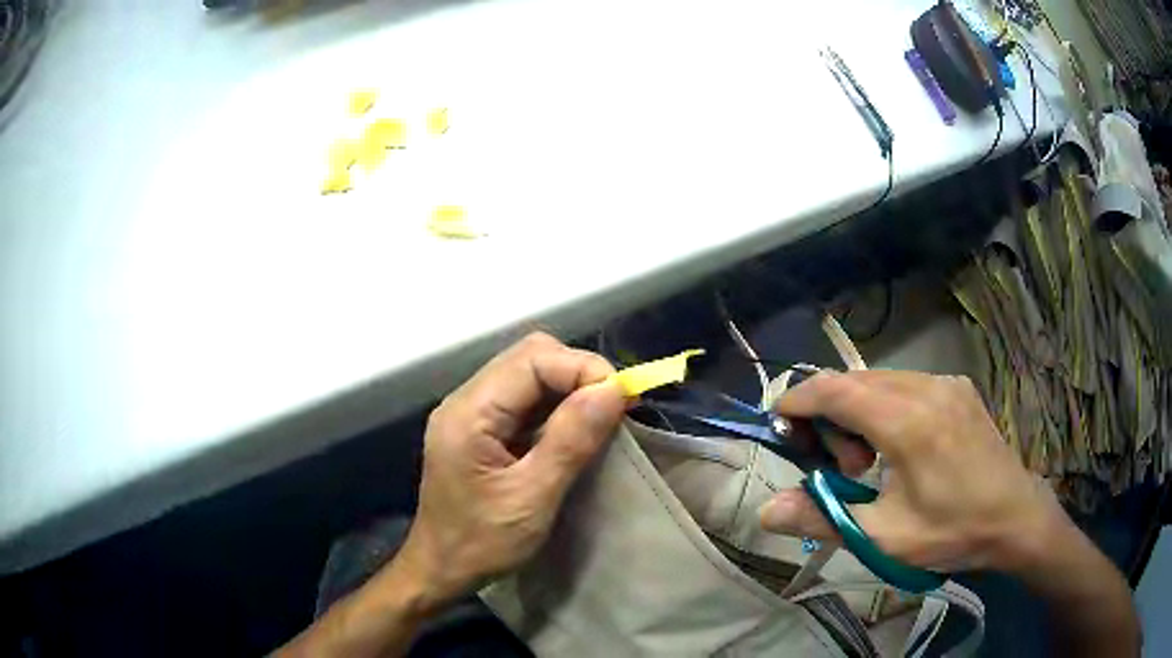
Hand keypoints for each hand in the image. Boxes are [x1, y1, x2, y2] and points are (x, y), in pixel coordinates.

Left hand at [396, 332, 625, 610]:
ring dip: (568, 389)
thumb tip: (614, 390)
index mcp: (470, 412)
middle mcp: (466, 400)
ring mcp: (471, 412)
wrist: (440, 569)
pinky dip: (555, 406)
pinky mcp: (480, 428)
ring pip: (528, 374)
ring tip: (599, 419)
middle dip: (577, 374)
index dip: (582, 369)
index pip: (532, 359)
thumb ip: (570, 440)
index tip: (621, 400)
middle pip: (529, 357)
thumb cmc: (481, 542)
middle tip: (612, 409)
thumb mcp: (532, 497)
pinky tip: (573, 430)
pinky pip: (523, 399)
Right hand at [759, 370, 1067, 574]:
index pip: (835, 390)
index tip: (776, 421)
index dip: (798, 400)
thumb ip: (822, 519)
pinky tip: (900, 445)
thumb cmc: (951, 532)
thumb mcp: (883, 538)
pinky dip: (885, 406)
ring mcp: (946, 383)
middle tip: (837, 466)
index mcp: (907, 422)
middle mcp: (926, 387)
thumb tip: (765, 511)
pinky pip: (906, 383)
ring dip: (858, 411)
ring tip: (871, 461)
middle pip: (854, 381)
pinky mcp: (958, 387)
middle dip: (829, 415)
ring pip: (880, 380)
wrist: (1015, 518)